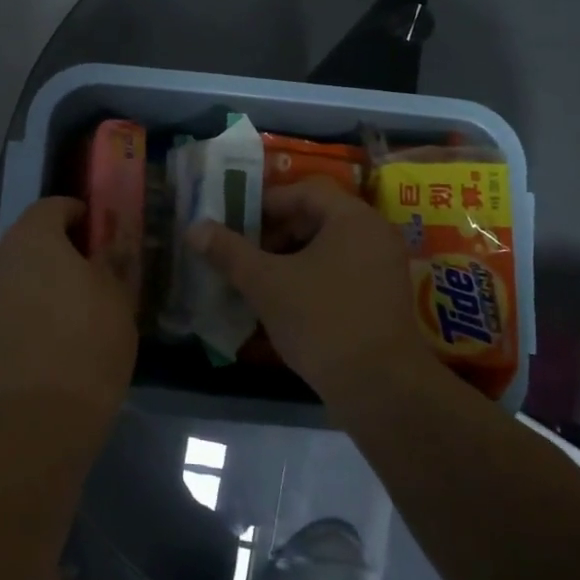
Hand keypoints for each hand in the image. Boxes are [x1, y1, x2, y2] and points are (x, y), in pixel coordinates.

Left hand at [0, 198, 137, 425]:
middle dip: (57, 242)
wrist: (46, 410)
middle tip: (88, 265)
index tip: (98, 231)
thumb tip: (110, 240)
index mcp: (33, 237)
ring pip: (15, 266)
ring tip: (68, 297)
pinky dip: (24, 297)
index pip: (53, 206)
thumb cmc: (91, 339)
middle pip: (29, 234)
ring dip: (38, 270)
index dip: (77, 213)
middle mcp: (0, 255)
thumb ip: (111, 256)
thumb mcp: (117, 293)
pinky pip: (5, 295)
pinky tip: (47, 322)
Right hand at [189, 179, 438, 402]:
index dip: (265, 203)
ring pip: (327, 247)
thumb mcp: (266, 284)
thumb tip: (195, 228)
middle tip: (242, 253)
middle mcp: (375, 233)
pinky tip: (285, 301)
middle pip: (316, 217)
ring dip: (290, 257)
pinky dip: (311, 277)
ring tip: (258, 279)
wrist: (381, 388)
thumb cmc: (322, 322)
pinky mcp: (383, 296)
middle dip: (275, 233)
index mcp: (353, 218)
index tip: (234, 223)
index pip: (303, 191)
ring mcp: (383, 266)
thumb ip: (229, 252)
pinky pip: (341, 270)